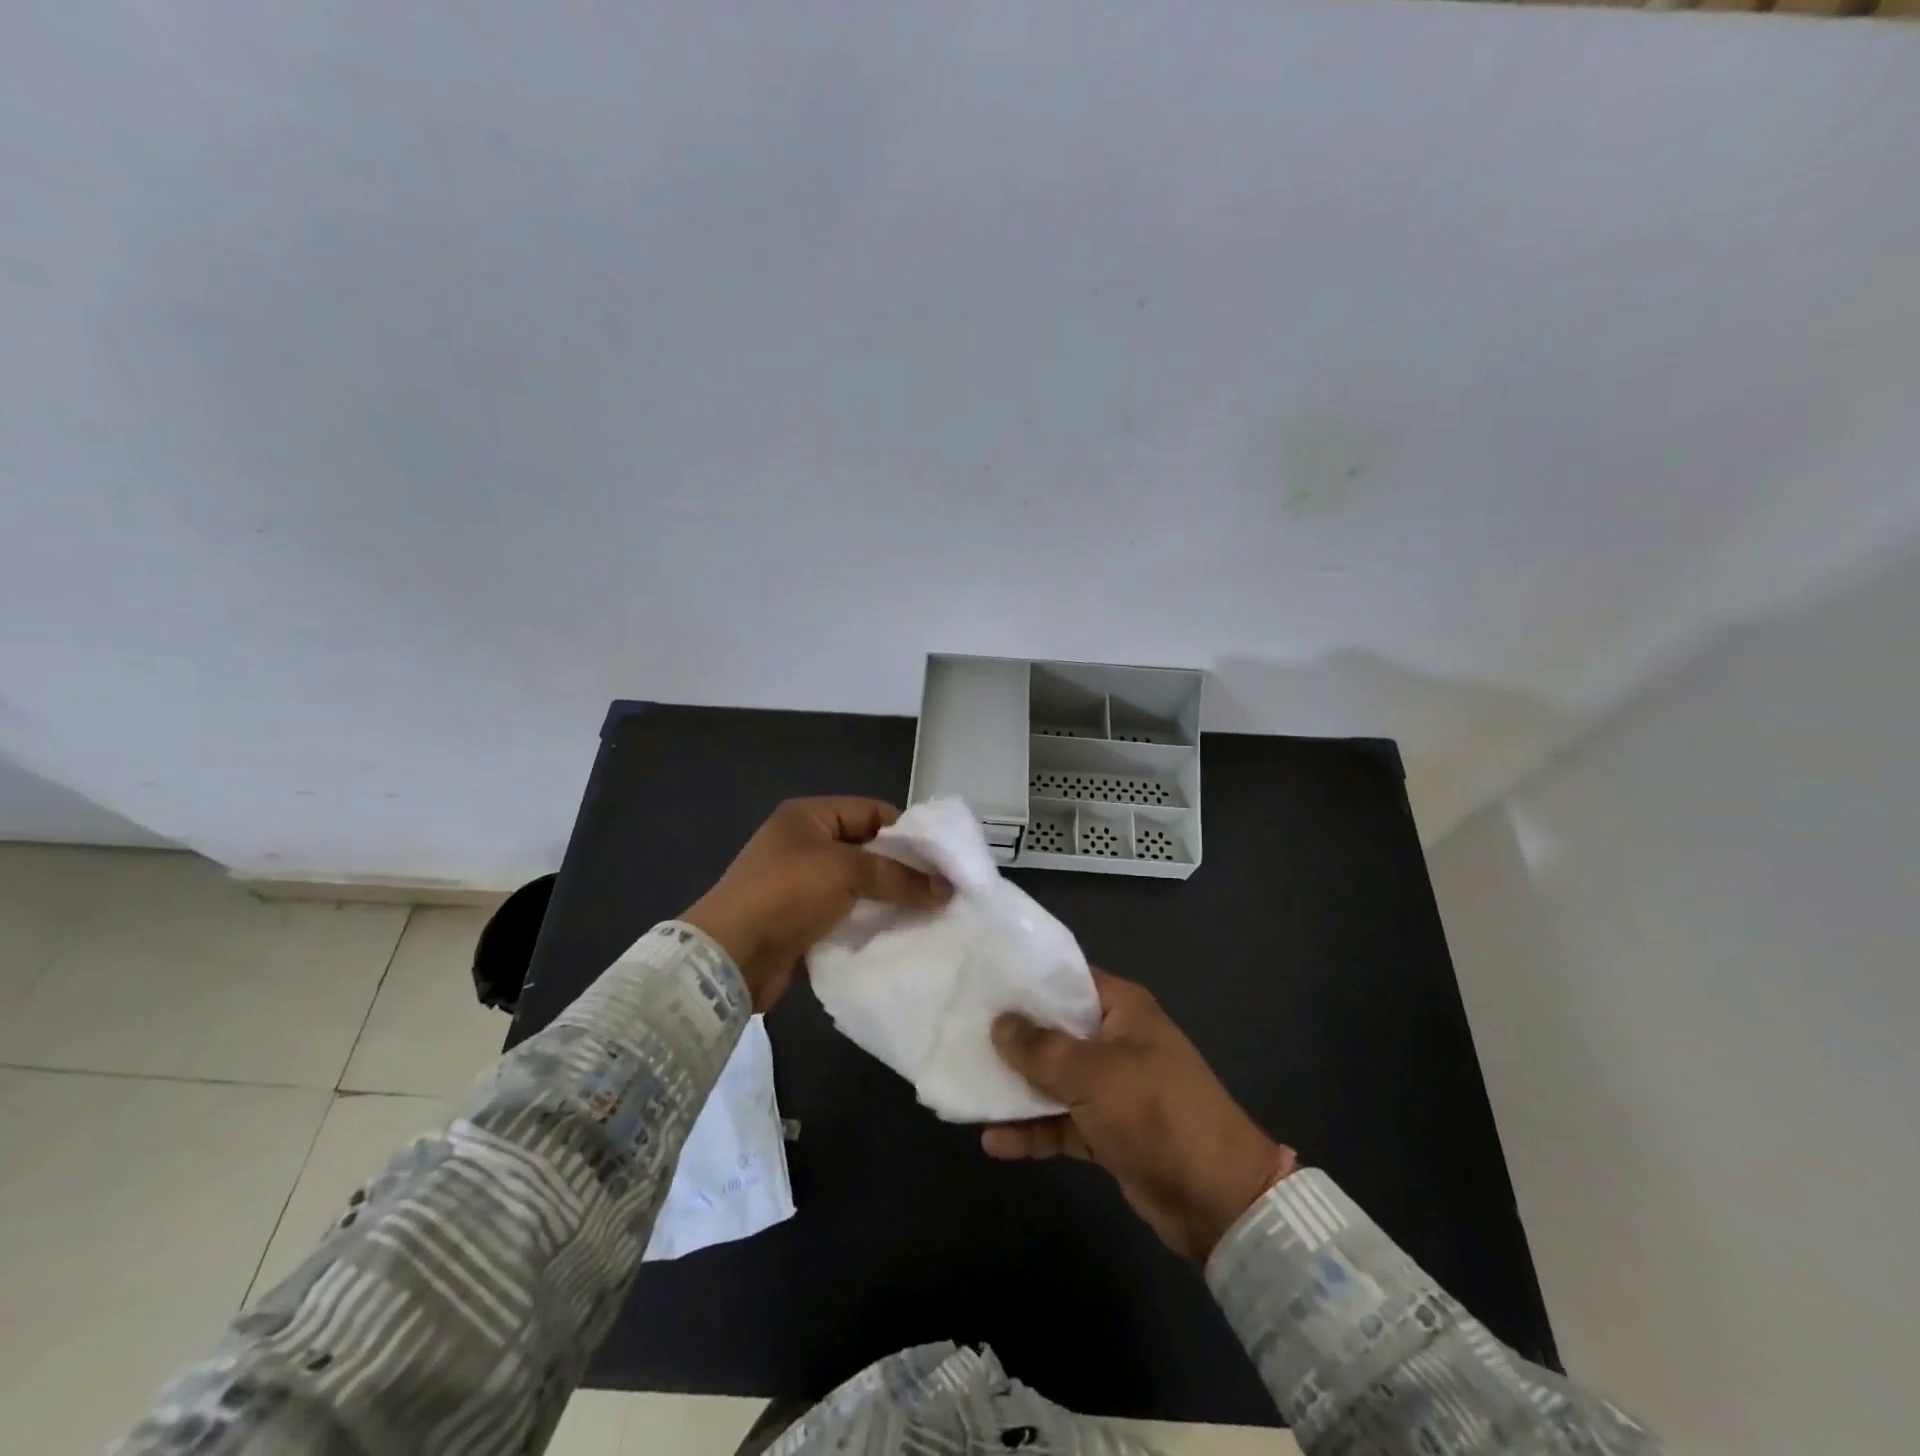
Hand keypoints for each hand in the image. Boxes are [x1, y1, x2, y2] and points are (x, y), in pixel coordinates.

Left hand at [681, 797, 949, 1010]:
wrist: (728, 956)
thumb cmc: (786, 894)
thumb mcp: (846, 872)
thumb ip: (898, 877)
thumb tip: (946, 889)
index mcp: (809, 816)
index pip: (871, 812)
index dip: (908, 832)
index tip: (943, 858)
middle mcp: (805, 844)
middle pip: (867, 848)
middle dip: (902, 868)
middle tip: (941, 889)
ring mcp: (801, 883)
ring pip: (858, 884)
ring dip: (888, 897)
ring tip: (928, 913)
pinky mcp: (800, 919)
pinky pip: (845, 913)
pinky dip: (869, 920)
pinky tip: (897, 932)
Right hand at [984, 969, 1296, 1260]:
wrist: (1216, 1198)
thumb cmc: (1156, 1112)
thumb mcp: (1094, 1073)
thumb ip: (1041, 1048)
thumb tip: (999, 1022)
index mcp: (1121, 1009)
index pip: (1067, 979)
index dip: (1026, 980)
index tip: (981, 979)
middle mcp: (1115, 1041)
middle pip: (1055, 1030)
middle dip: (1013, 1035)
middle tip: (961, 1030)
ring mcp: (1111, 1088)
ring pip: (1054, 1078)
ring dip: (1017, 1087)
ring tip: (968, 1085)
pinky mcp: (1107, 1130)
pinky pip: (1061, 1122)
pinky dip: (1033, 1131)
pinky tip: (993, 1141)